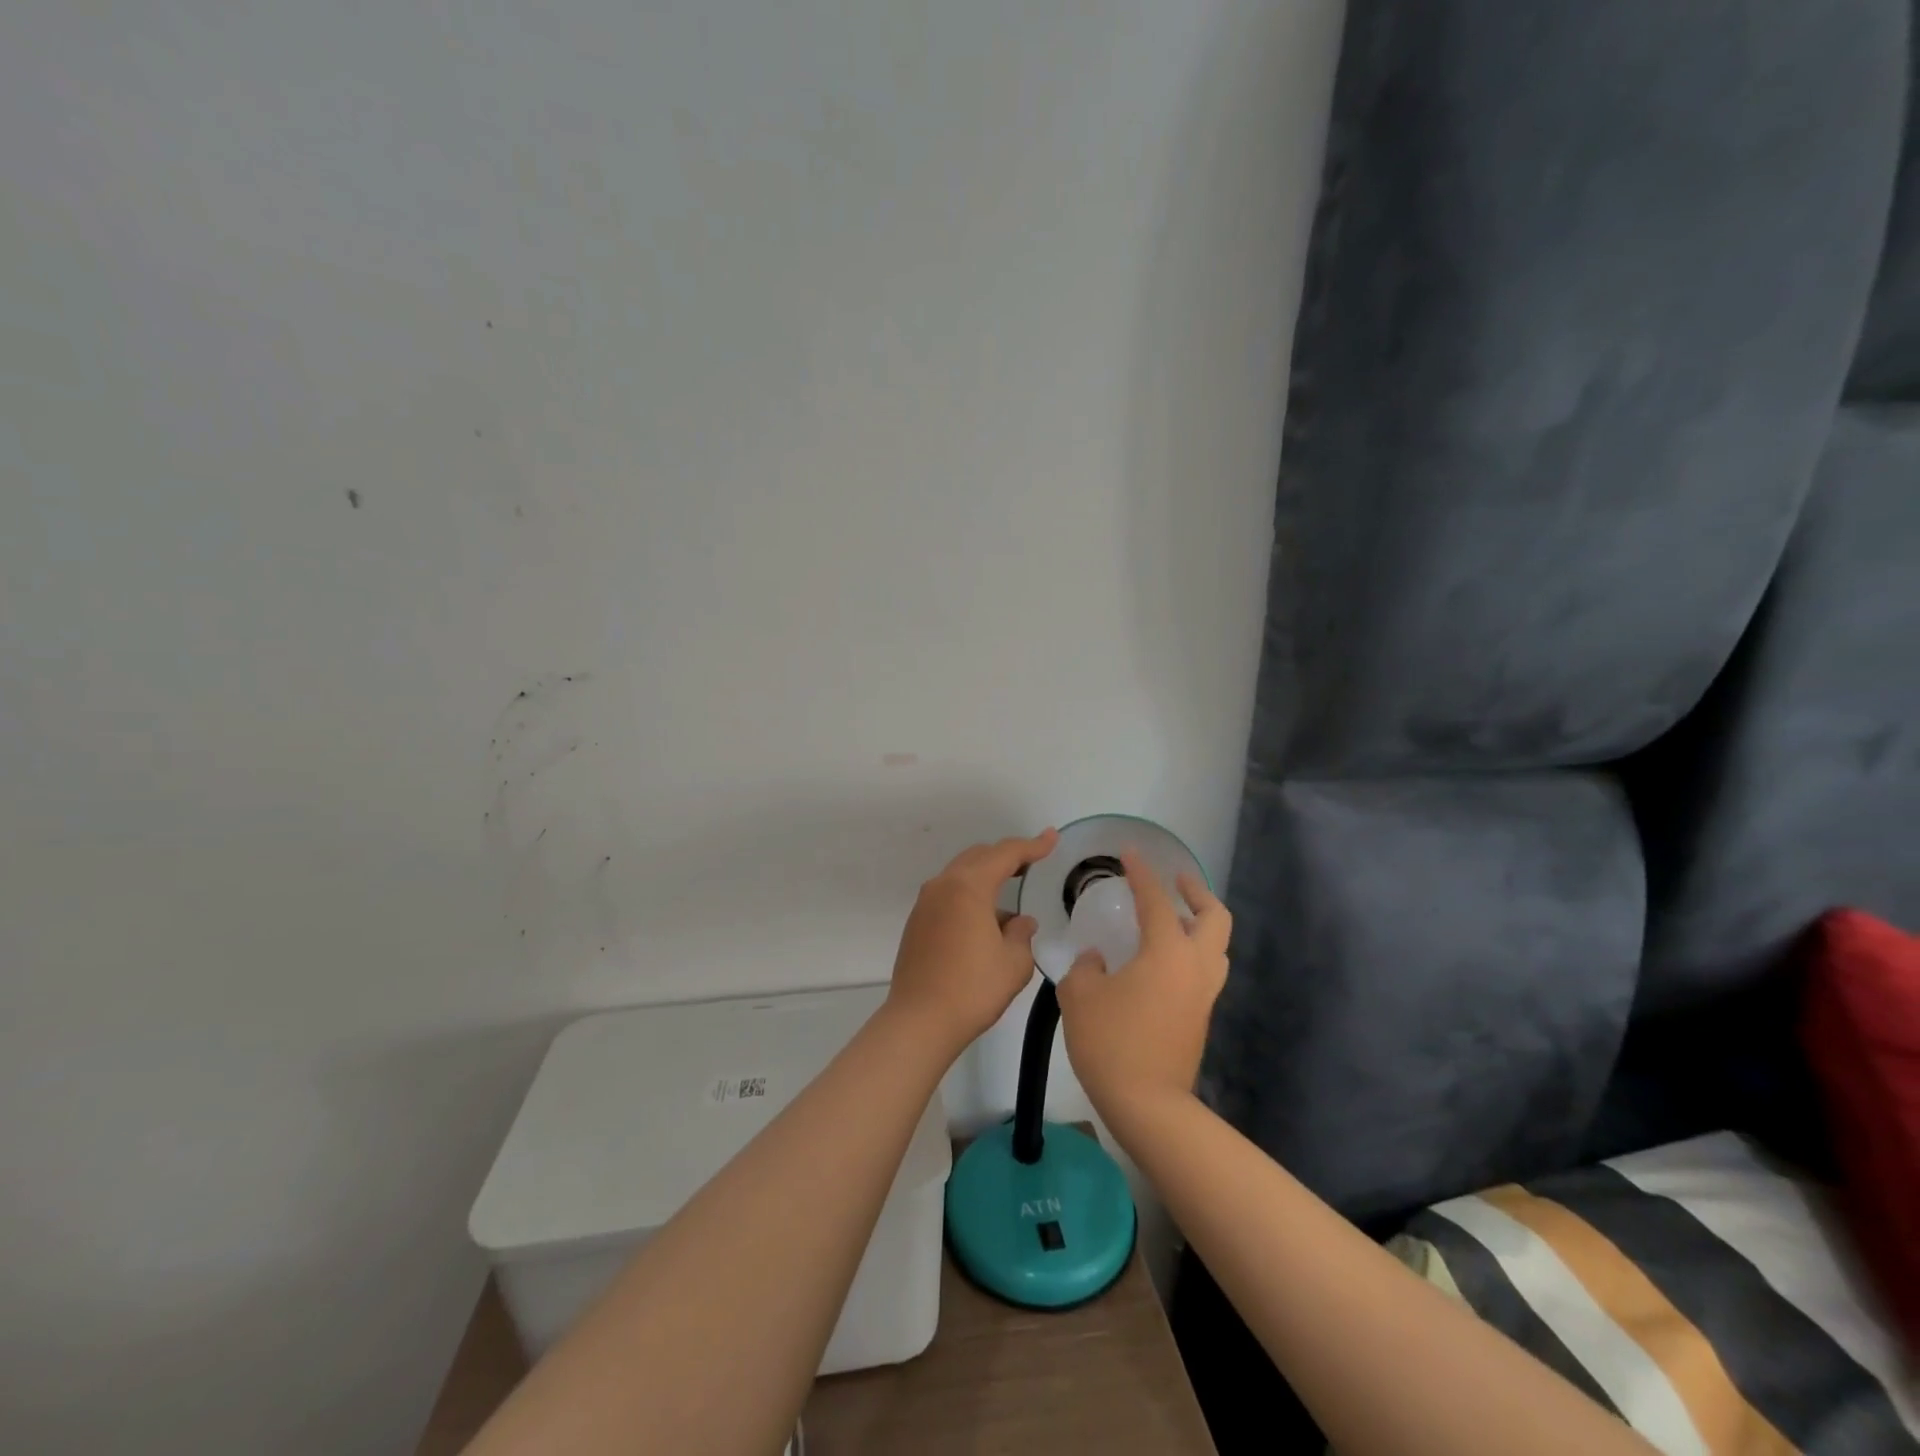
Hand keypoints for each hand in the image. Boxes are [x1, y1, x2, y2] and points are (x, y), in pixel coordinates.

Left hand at [886, 829, 1059, 1053]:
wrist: (919, 1021)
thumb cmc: (972, 989)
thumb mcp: (1013, 963)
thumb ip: (1021, 933)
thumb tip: (1019, 922)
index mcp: (969, 887)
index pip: (1005, 854)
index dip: (1032, 845)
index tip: (1051, 838)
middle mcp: (943, 886)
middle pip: (979, 857)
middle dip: (1006, 857)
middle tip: (1032, 862)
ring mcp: (926, 903)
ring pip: (961, 874)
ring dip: (986, 878)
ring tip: (1010, 899)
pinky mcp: (917, 922)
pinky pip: (948, 894)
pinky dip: (970, 895)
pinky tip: (985, 922)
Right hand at [1056, 850, 1230, 1130]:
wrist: (1147, 1104)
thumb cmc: (1110, 1041)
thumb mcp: (1080, 996)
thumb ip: (1086, 968)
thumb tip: (1097, 960)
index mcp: (1167, 952)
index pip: (1156, 900)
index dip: (1141, 873)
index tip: (1129, 853)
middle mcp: (1195, 966)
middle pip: (1215, 917)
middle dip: (1197, 892)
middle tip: (1175, 881)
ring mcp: (1204, 994)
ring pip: (1217, 946)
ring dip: (1200, 923)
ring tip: (1172, 918)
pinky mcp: (1201, 1017)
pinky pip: (1206, 970)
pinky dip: (1192, 951)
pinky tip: (1161, 960)